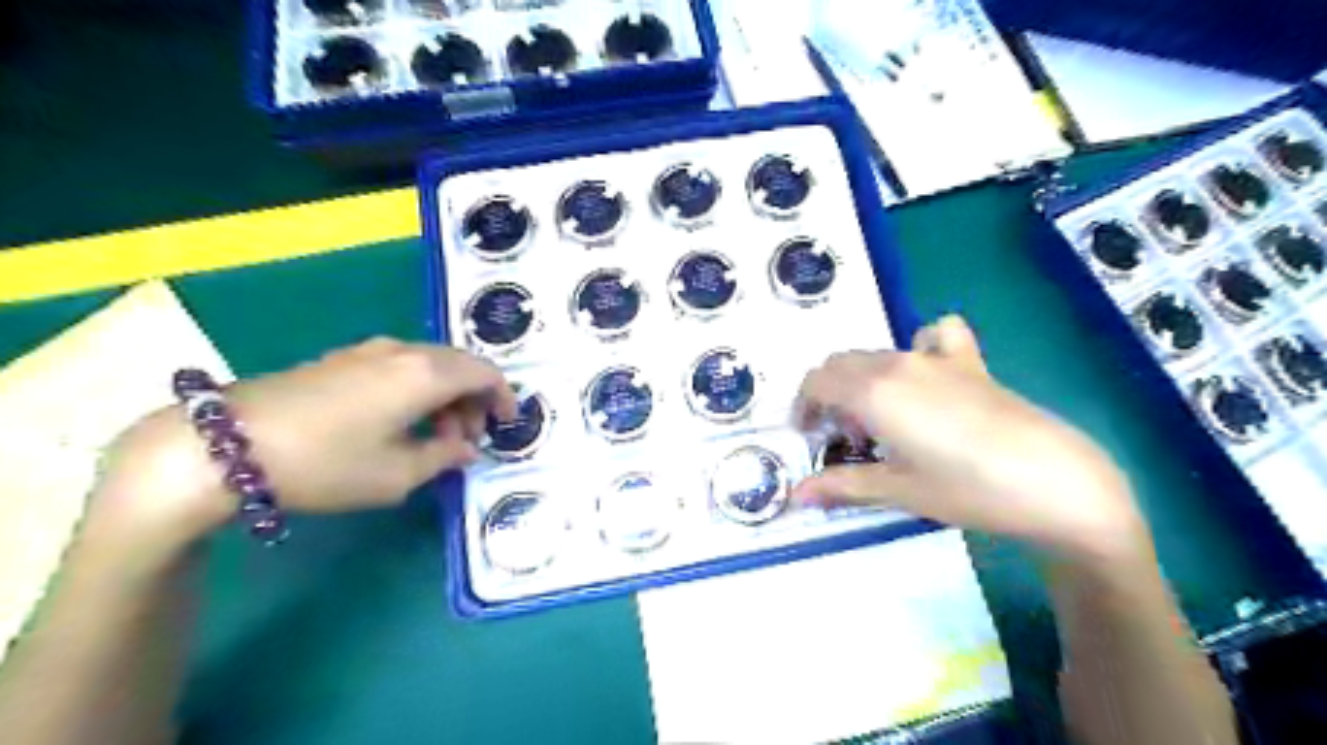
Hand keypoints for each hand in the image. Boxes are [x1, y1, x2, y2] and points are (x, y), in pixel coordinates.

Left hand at [84, 341, 518, 556]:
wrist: (223, 444)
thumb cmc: (325, 463)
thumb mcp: (396, 475)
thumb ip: (443, 457)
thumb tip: (465, 448)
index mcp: (426, 374)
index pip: (485, 373)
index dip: (503, 397)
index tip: (506, 425)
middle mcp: (404, 351)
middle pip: (460, 365)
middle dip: (474, 400)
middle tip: (467, 440)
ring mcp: (370, 351)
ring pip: (430, 364)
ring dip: (445, 396)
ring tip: (433, 437)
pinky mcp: (343, 359)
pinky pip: (401, 365)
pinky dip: (418, 389)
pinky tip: (400, 421)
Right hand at [785, 314, 1150, 565]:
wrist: (1054, 481)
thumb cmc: (968, 490)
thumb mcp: (898, 490)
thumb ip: (841, 485)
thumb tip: (795, 497)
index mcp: (873, 391)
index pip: (816, 382)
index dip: (802, 408)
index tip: (807, 437)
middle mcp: (897, 363)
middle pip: (840, 363)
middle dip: (827, 394)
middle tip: (839, 437)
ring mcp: (935, 357)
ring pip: (875, 353)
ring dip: (860, 379)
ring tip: (877, 419)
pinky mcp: (969, 361)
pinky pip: (934, 336)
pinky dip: (918, 348)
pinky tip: (926, 375)